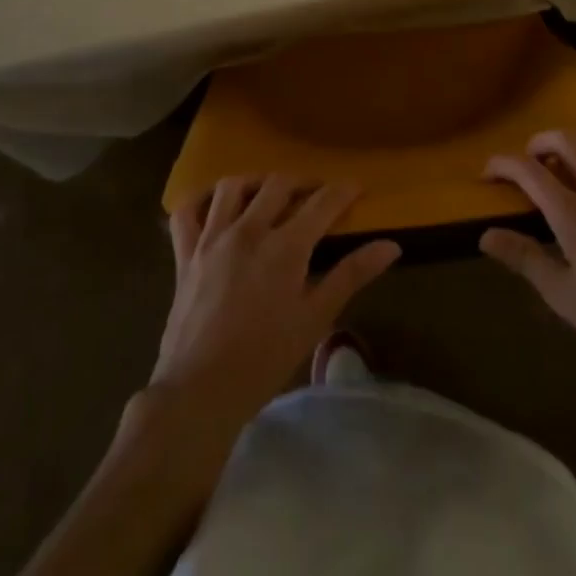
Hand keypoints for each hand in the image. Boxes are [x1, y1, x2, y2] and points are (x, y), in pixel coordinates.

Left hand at [151, 177, 399, 428]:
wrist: (199, 393)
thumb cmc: (265, 359)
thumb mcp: (315, 319)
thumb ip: (351, 275)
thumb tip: (391, 245)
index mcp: (284, 247)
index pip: (322, 203)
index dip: (343, 191)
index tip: (357, 187)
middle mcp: (248, 230)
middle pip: (279, 184)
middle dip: (303, 182)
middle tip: (316, 194)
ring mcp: (212, 239)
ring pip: (232, 187)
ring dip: (255, 182)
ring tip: (268, 194)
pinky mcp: (185, 254)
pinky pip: (186, 212)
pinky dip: (200, 200)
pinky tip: (215, 205)